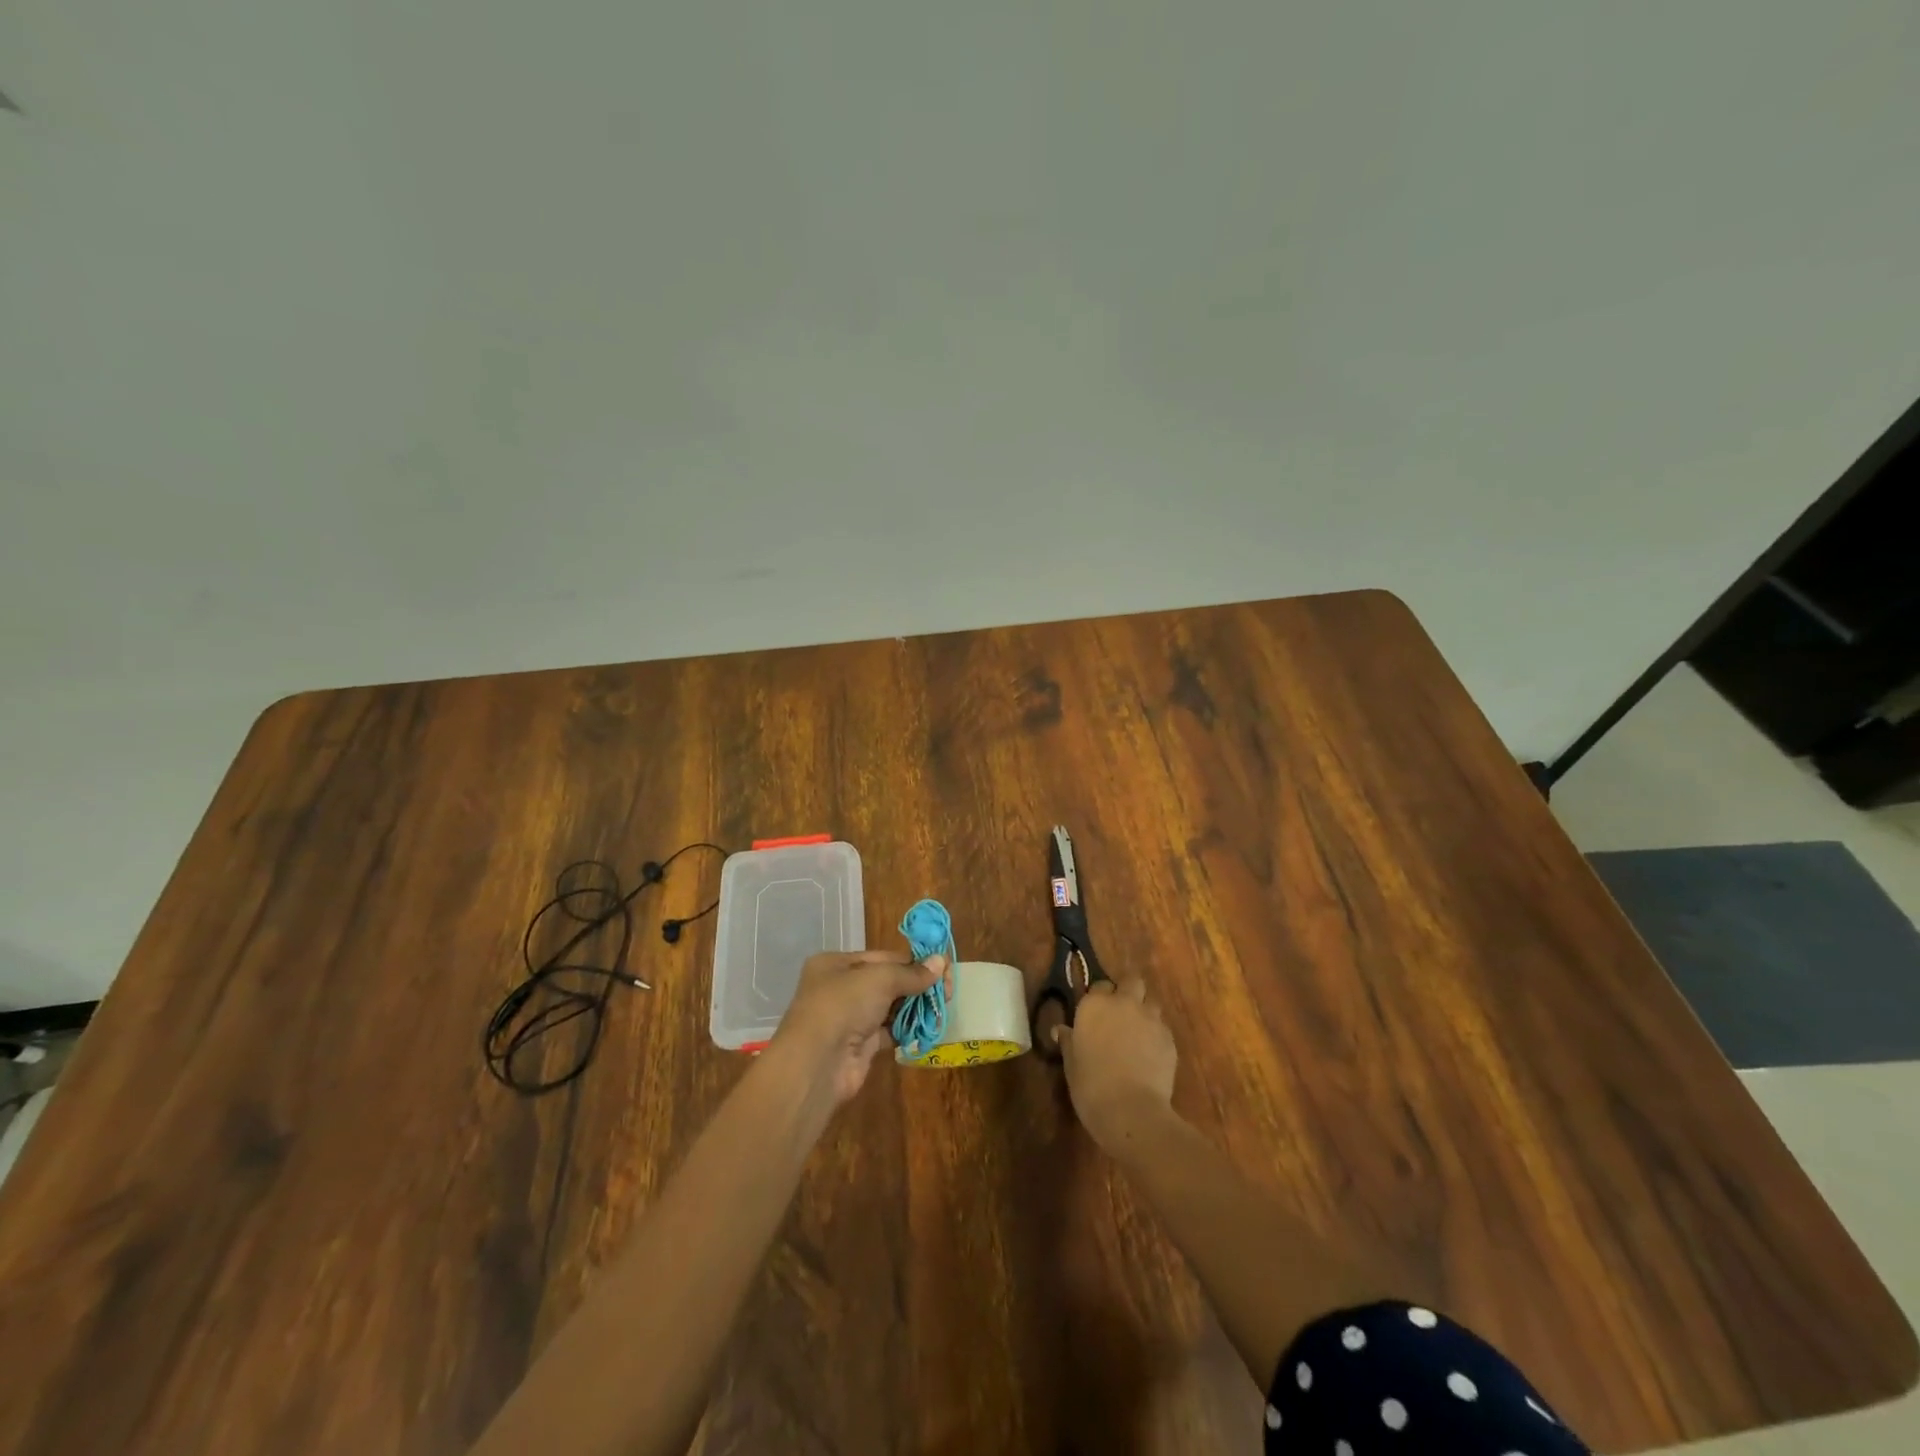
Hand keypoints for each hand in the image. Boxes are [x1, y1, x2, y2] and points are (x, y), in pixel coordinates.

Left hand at [773, 949, 945, 1104]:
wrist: (818, 1063)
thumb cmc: (844, 1005)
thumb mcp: (880, 979)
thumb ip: (911, 973)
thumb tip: (941, 961)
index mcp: (837, 964)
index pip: (882, 957)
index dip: (913, 961)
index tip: (942, 967)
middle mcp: (841, 988)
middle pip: (887, 981)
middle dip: (916, 985)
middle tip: (946, 992)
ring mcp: (849, 1018)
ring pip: (889, 1007)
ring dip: (915, 1008)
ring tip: (941, 1009)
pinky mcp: (860, 1046)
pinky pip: (889, 1032)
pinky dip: (907, 1030)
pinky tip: (927, 1029)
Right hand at [1055, 978, 1177, 1150]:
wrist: (1131, 1110)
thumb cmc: (1091, 1086)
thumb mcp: (1071, 1064)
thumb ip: (1068, 1041)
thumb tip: (1060, 1029)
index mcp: (1095, 1005)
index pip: (1099, 985)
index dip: (1099, 997)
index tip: (1096, 1013)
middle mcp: (1124, 1003)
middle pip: (1132, 981)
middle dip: (1129, 991)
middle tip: (1122, 1012)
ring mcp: (1150, 1019)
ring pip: (1151, 1003)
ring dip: (1145, 1012)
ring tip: (1139, 1033)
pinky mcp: (1170, 1038)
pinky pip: (1163, 1028)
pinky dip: (1157, 1035)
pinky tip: (1151, 1055)